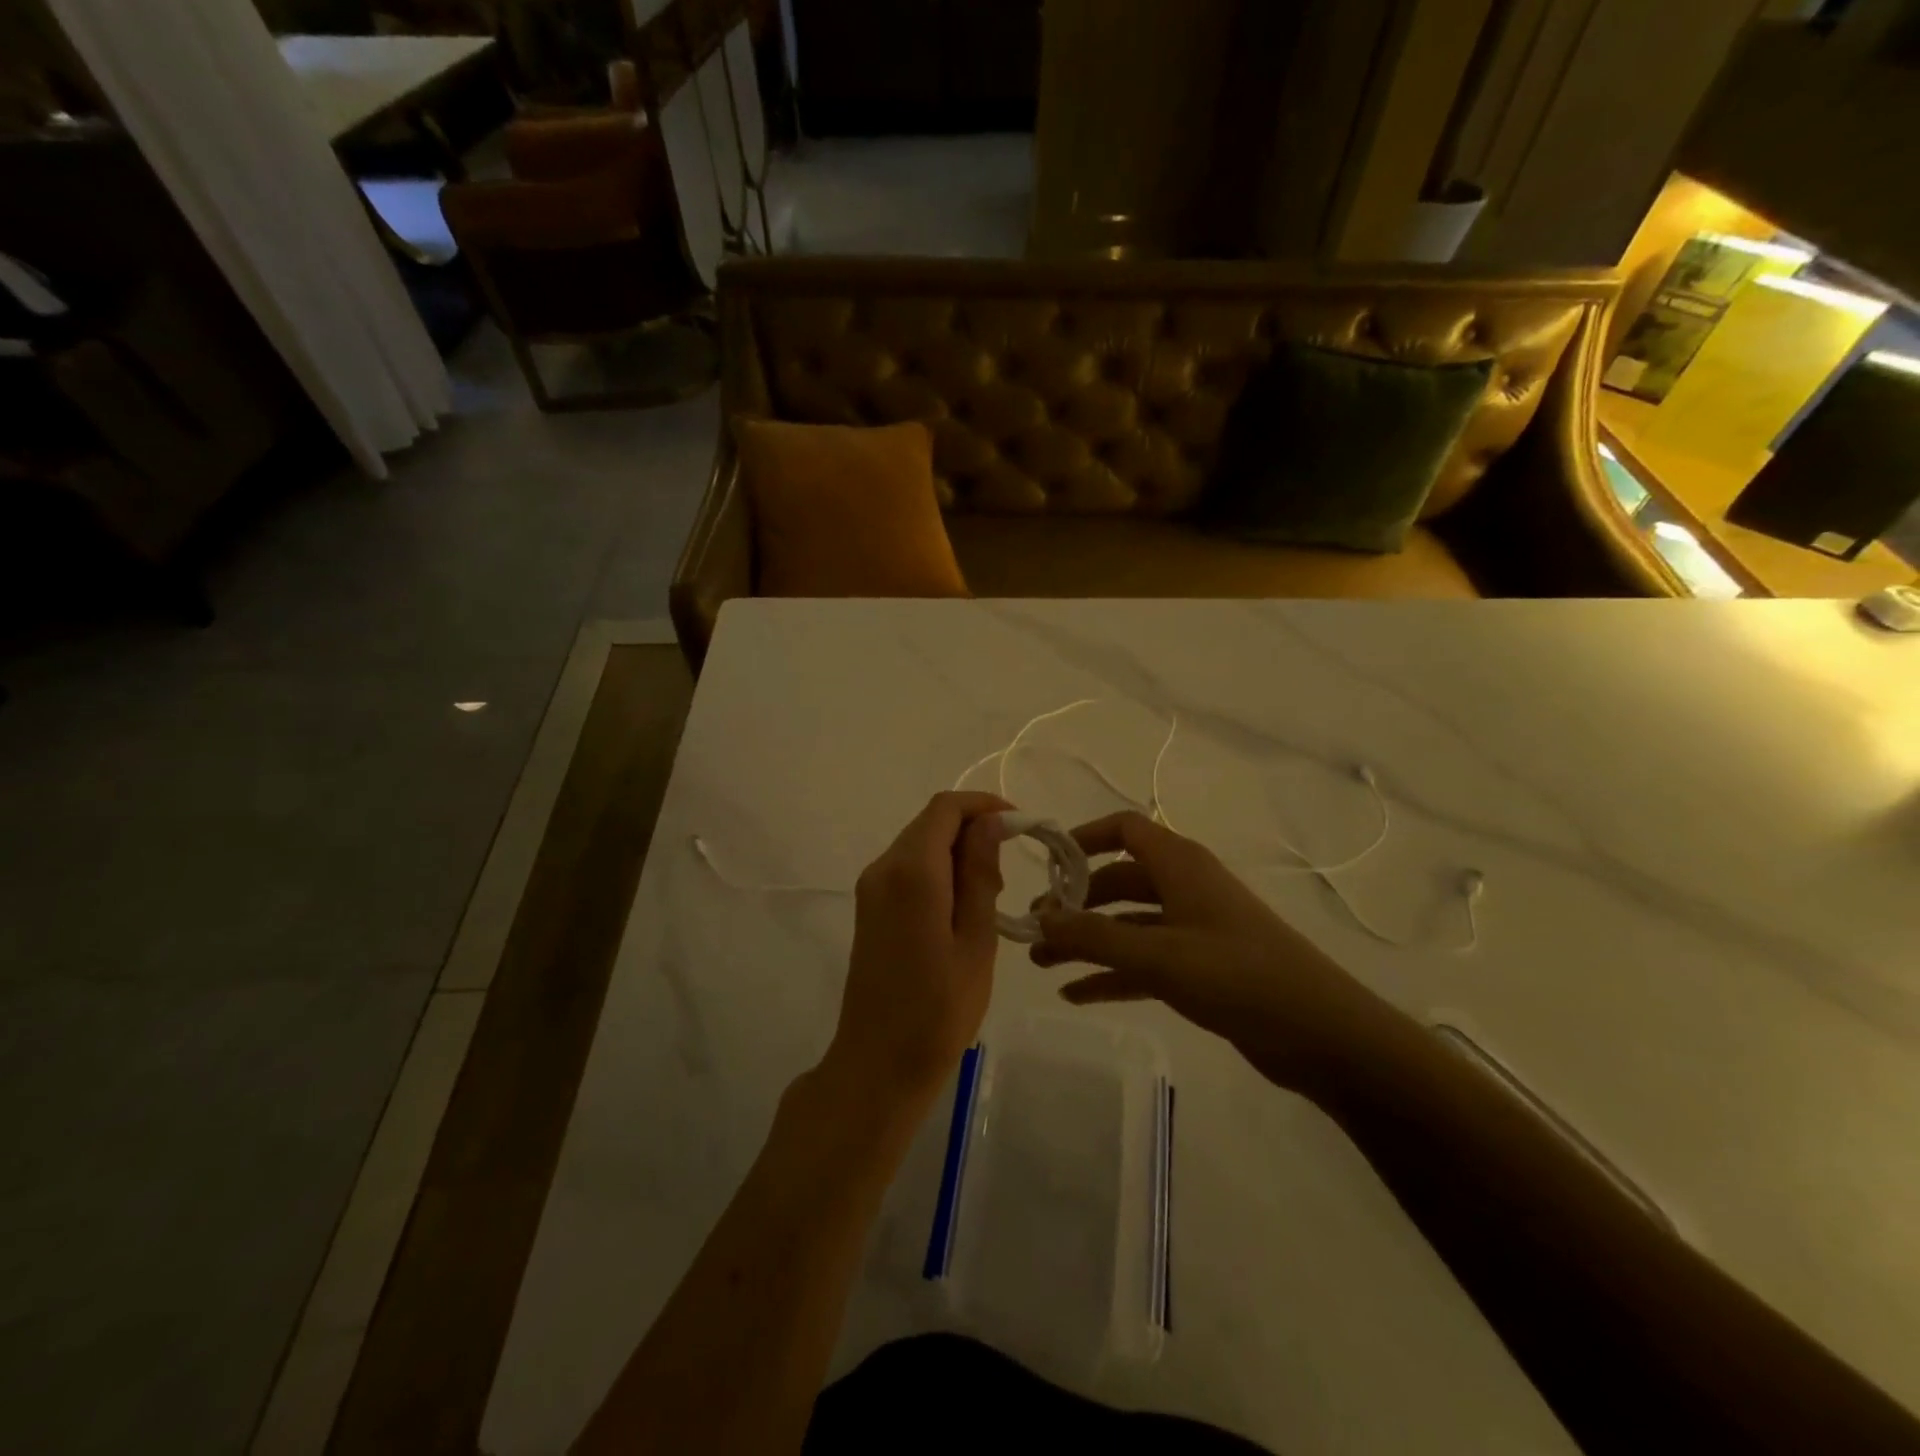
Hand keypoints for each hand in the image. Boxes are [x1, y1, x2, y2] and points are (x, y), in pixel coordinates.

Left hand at [820, 792, 1011, 1113]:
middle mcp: (884, 867)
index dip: (984, 805)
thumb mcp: (976, 941)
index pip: (946, 808)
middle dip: (973, 831)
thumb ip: (981, 874)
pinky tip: (960, 910)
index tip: (1020, 826)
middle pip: (931, 822)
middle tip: (1008, 873)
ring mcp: (871, 887)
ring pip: (920, 844)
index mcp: (912, 872)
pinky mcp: (869, 906)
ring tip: (989, 898)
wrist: (878, 1063)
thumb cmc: (938, 1010)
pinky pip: (908, 868)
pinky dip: (938, 872)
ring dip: (957, 853)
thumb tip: (990, 823)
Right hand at [1031, 811, 1392, 1092]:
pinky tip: (1074, 994)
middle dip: (1074, 903)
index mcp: (1179, 865)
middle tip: (1034, 929)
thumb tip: (1039, 917)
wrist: (1319, 1034)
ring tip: (1041, 963)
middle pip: (1117, 881)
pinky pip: (1142, 962)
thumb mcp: (1158, 954)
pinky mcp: (1199, 968)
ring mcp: (1192, 929)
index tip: (1046, 864)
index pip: (1124, 829)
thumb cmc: (1237, 976)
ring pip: (1126, 925)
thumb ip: (1093, 936)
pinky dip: (1110, 973)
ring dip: (1085, 941)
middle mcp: (1184, 888)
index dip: (1083, 838)